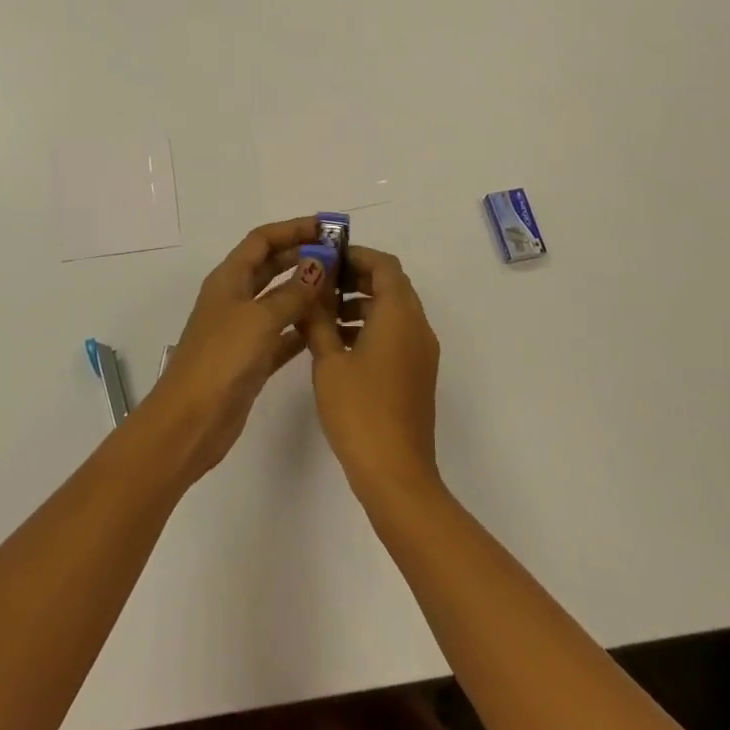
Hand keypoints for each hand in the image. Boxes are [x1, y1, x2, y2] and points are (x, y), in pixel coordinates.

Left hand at [133, 216, 338, 483]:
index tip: (328, 229)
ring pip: (279, 300)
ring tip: (342, 287)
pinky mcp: (251, 359)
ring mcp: (242, 330)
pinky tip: (329, 327)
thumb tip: (320, 263)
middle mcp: (235, 298)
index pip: (262, 240)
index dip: (293, 229)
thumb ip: (293, 291)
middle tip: (341, 256)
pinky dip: (302, 327)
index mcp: (229, 279)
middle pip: (271, 266)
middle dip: (303, 256)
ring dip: (306, 291)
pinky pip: (282, 334)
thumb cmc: (222, 359)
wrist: (191, 421)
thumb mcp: (260, 319)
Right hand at [303, 246, 441, 503]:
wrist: (396, 474)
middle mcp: (417, 326)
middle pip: (391, 285)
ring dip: (360, 304)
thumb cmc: (360, 411)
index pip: (384, 265)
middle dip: (355, 279)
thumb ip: (318, 321)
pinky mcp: (417, 373)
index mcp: (399, 315)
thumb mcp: (329, 362)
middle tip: (319, 284)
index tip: (325, 259)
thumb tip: (308, 293)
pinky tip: (338, 346)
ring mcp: (421, 352)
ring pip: (392, 311)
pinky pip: (395, 334)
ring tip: (322, 316)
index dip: (356, 256)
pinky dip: (370, 328)